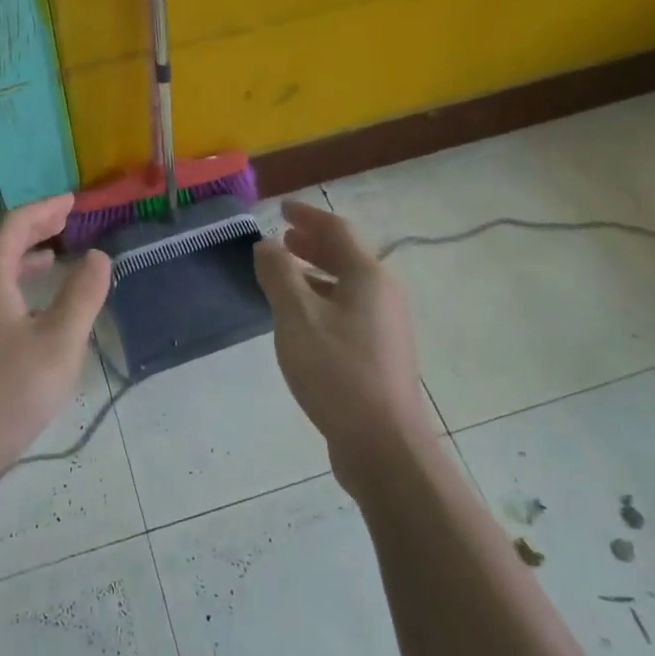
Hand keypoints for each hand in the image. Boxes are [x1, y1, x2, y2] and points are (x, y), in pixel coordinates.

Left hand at [0, 195, 110, 485]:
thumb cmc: (4, 394)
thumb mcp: (58, 344)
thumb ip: (82, 296)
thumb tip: (98, 256)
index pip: (15, 225)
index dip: (45, 209)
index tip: (72, 201)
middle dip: (33, 229)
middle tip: (66, 221)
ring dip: (21, 258)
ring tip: (51, 258)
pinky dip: (11, 284)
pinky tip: (28, 310)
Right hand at [255, 200, 432, 482]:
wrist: (384, 445)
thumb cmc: (337, 372)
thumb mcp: (296, 317)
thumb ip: (278, 275)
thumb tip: (267, 245)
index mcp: (368, 276)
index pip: (337, 230)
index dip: (307, 216)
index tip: (281, 209)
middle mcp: (384, 294)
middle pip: (347, 256)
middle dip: (313, 244)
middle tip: (283, 239)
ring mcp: (387, 326)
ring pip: (349, 285)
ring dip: (317, 273)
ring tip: (286, 276)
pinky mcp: (382, 355)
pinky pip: (350, 310)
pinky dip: (325, 300)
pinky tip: (303, 320)